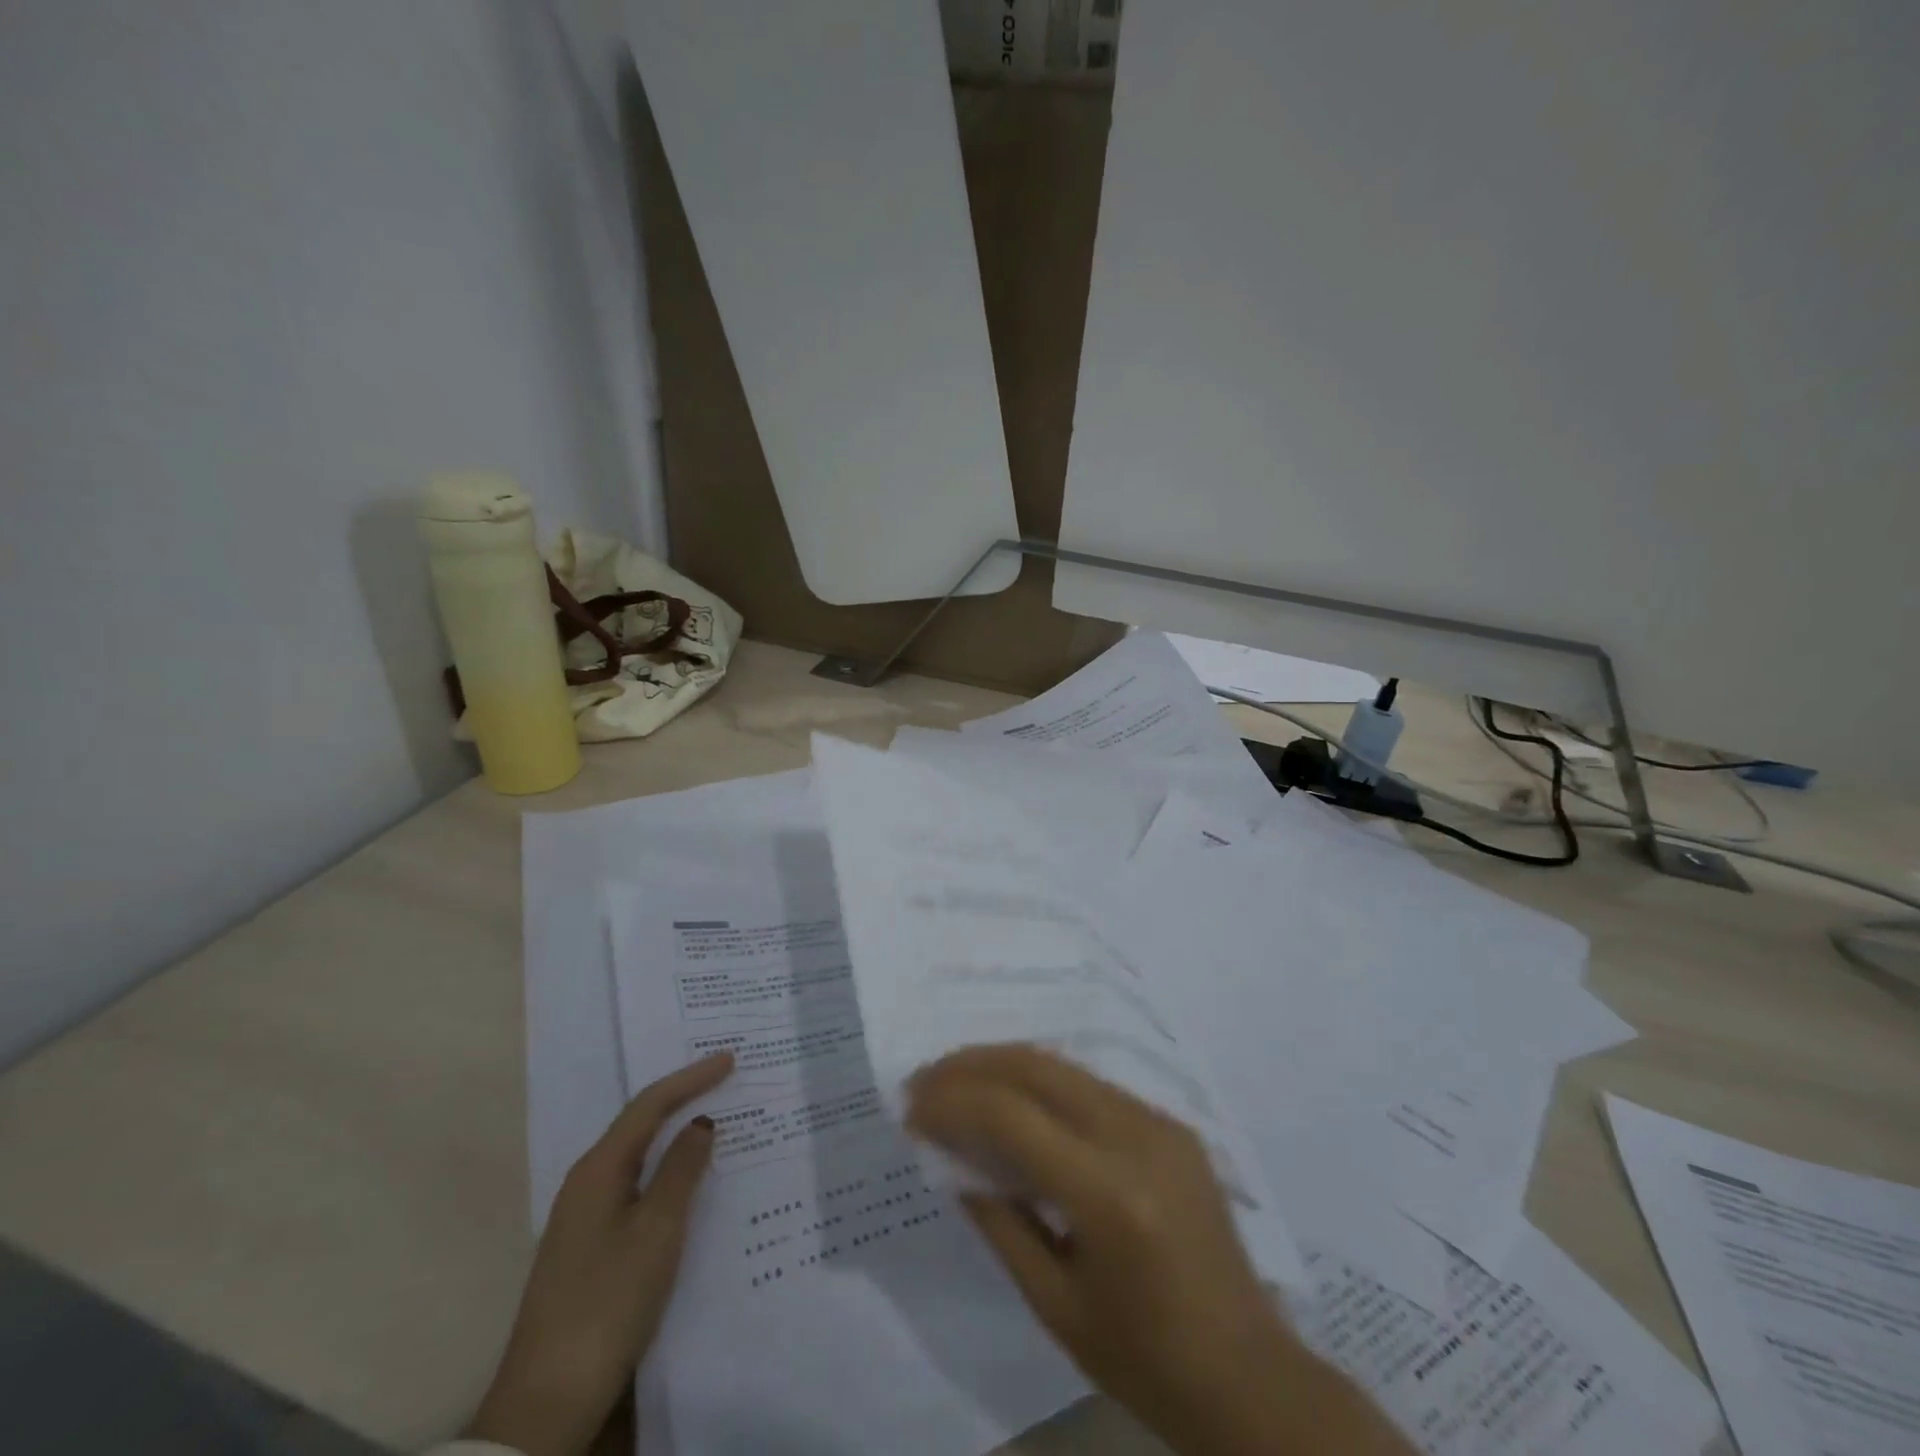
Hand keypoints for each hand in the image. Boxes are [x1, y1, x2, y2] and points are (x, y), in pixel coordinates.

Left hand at [465, 1052, 733, 1455]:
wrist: (549, 1400)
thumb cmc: (608, 1300)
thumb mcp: (657, 1230)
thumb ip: (682, 1170)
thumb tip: (700, 1123)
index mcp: (598, 1169)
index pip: (649, 1105)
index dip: (691, 1078)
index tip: (730, 1059)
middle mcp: (587, 1184)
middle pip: (640, 1125)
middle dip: (682, 1098)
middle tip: (724, 1079)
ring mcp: (586, 1218)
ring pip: (640, 1158)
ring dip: (676, 1137)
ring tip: (716, 1122)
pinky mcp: (592, 1248)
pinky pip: (638, 1188)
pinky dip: (668, 1173)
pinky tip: (690, 1184)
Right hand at [907, 1044, 1410, 1455]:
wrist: (1249, 1374)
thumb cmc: (1144, 1359)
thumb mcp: (1054, 1303)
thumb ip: (999, 1218)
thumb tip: (951, 1156)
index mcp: (1110, 1195)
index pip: (1012, 1118)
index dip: (952, 1103)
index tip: (910, 1107)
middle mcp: (1137, 1137)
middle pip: (1038, 1068)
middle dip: (972, 1065)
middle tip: (925, 1079)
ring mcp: (1160, 1122)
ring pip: (1064, 1066)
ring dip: (1004, 1064)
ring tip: (957, 1080)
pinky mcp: (1171, 1123)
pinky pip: (1091, 1085)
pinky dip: (1042, 1082)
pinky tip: (1015, 1098)